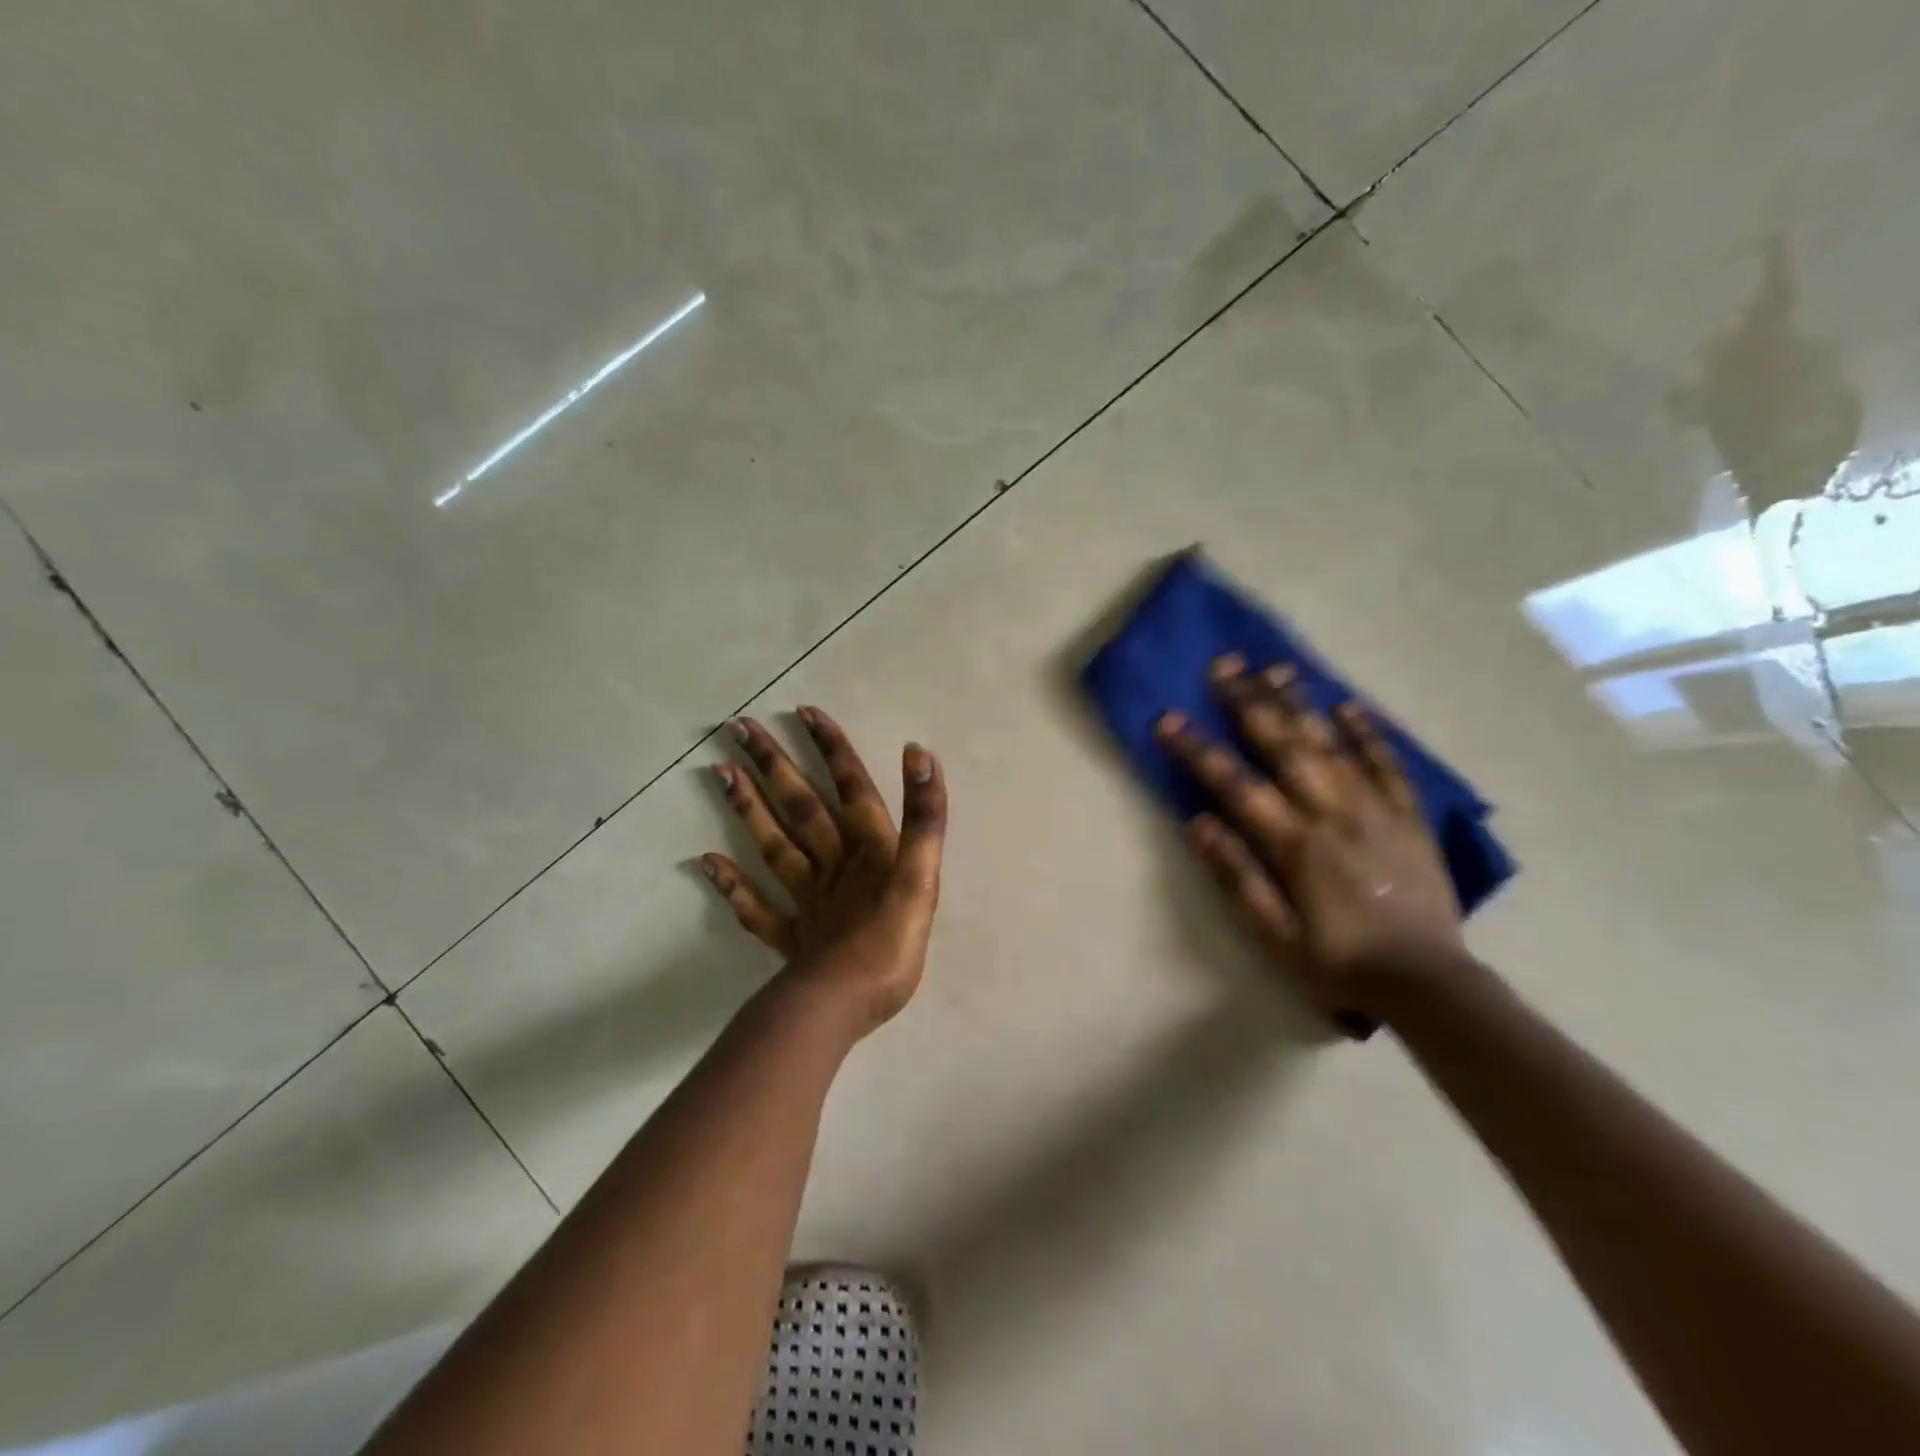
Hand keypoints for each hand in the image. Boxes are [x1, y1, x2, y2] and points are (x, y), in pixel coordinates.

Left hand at [701, 708, 947, 1038]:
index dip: (832, 749)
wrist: (843, 1005)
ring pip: (774, 845)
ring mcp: (806, 900)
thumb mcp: (921, 878)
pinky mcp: (792, 936)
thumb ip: (924, 818)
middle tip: (739, 727)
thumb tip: (918, 754)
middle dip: (775, 764)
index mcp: (868, 849)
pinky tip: (705, 862)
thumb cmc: (890, 944)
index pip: (851, 787)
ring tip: (719, 772)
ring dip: (748, 808)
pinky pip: (756, 908)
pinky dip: (731, 886)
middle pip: (802, 806)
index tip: (804, 711)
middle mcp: (833, 864)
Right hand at [1156, 655, 1464, 1023]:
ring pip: (1333, 745)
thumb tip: (1199, 822)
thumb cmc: (1339, 963)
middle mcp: (1334, 815)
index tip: (1169, 719)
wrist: (1428, 985)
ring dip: (1301, 703)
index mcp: (1296, 845)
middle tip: (1225, 665)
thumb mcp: (1275, 935)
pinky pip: (1389, 765)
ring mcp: (1377, 811)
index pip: (1236, 785)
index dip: (1199, 751)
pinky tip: (1348, 705)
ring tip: (1276, 667)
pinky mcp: (1409, 817)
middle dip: (1250, 703)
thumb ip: (1238, 876)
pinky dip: (1368, 733)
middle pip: (1286, 747)